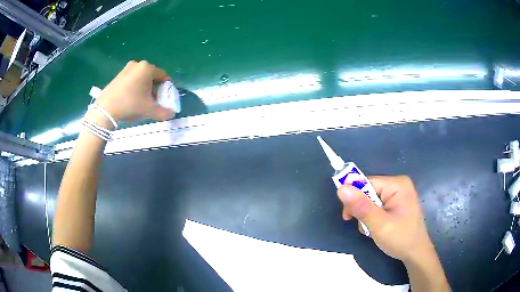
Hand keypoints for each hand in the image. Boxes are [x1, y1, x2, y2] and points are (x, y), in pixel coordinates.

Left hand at [96, 61, 174, 122]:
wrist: (105, 109)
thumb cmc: (130, 105)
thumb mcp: (149, 110)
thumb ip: (164, 112)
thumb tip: (172, 113)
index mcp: (148, 68)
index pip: (163, 76)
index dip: (166, 89)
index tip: (164, 99)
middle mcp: (138, 64)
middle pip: (152, 77)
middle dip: (155, 89)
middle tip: (153, 102)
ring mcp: (127, 68)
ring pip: (142, 78)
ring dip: (145, 89)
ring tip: (142, 102)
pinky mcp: (118, 75)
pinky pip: (132, 79)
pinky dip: (135, 88)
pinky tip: (132, 99)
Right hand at [337, 175, 434, 262]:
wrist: (415, 254)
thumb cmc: (400, 238)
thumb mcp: (379, 225)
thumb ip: (361, 207)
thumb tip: (341, 188)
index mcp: (397, 184)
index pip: (367, 183)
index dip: (354, 198)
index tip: (348, 217)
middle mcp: (399, 184)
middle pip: (369, 190)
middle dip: (361, 209)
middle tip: (362, 226)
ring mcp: (399, 194)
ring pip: (372, 199)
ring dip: (366, 215)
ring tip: (371, 229)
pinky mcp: (398, 203)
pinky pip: (378, 205)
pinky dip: (373, 216)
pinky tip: (377, 227)